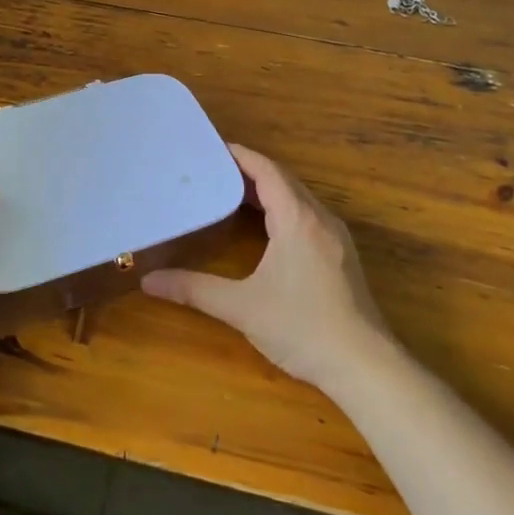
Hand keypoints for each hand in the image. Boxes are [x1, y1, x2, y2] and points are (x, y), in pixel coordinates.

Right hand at [141, 144, 392, 388]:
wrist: (365, 367)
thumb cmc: (302, 328)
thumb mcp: (242, 307)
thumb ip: (194, 290)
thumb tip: (148, 281)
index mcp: (298, 219)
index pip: (267, 171)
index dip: (240, 155)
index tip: (211, 148)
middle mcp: (320, 219)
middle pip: (283, 180)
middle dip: (249, 171)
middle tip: (212, 170)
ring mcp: (336, 237)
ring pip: (299, 198)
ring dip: (268, 190)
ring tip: (231, 192)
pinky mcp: (341, 256)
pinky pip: (308, 215)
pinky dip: (283, 208)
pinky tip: (265, 227)